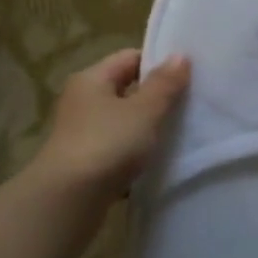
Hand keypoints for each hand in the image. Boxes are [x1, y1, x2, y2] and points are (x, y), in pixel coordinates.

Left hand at [29, 49, 190, 204]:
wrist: (67, 201)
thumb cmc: (107, 144)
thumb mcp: (144, 111)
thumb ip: (164, 84)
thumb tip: (180, 55)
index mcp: (91, 79)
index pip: (129, 58)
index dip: (159, 63)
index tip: (188, 76)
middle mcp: (81, 102)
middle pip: (125, 90)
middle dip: (156, 97)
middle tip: (190, 104)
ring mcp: (81, 134)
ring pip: (122, 122)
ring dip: (146, 128)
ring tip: (179, 135)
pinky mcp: (84, 164)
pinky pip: (117, 150)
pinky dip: (135, 155)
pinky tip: (156, 164)